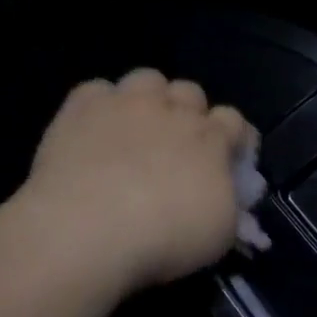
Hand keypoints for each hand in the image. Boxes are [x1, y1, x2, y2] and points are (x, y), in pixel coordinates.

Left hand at [17, 69, 253, 291]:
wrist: (87, 230)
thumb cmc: (166, 238)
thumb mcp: (220, 233)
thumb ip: (229, 202)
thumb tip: (226, 194)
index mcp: (212, 140)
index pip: (235, 120)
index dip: (234, 137)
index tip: (229, 158)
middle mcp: (173, 112)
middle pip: (191, 92)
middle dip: (190, 112)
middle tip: (179, 145)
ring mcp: (126, 105)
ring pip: (148, 79)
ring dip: (149, 98)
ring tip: (138, 127)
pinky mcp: (81, 108)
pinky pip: (97, 89)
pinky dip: (101, 105)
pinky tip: (96, 130)